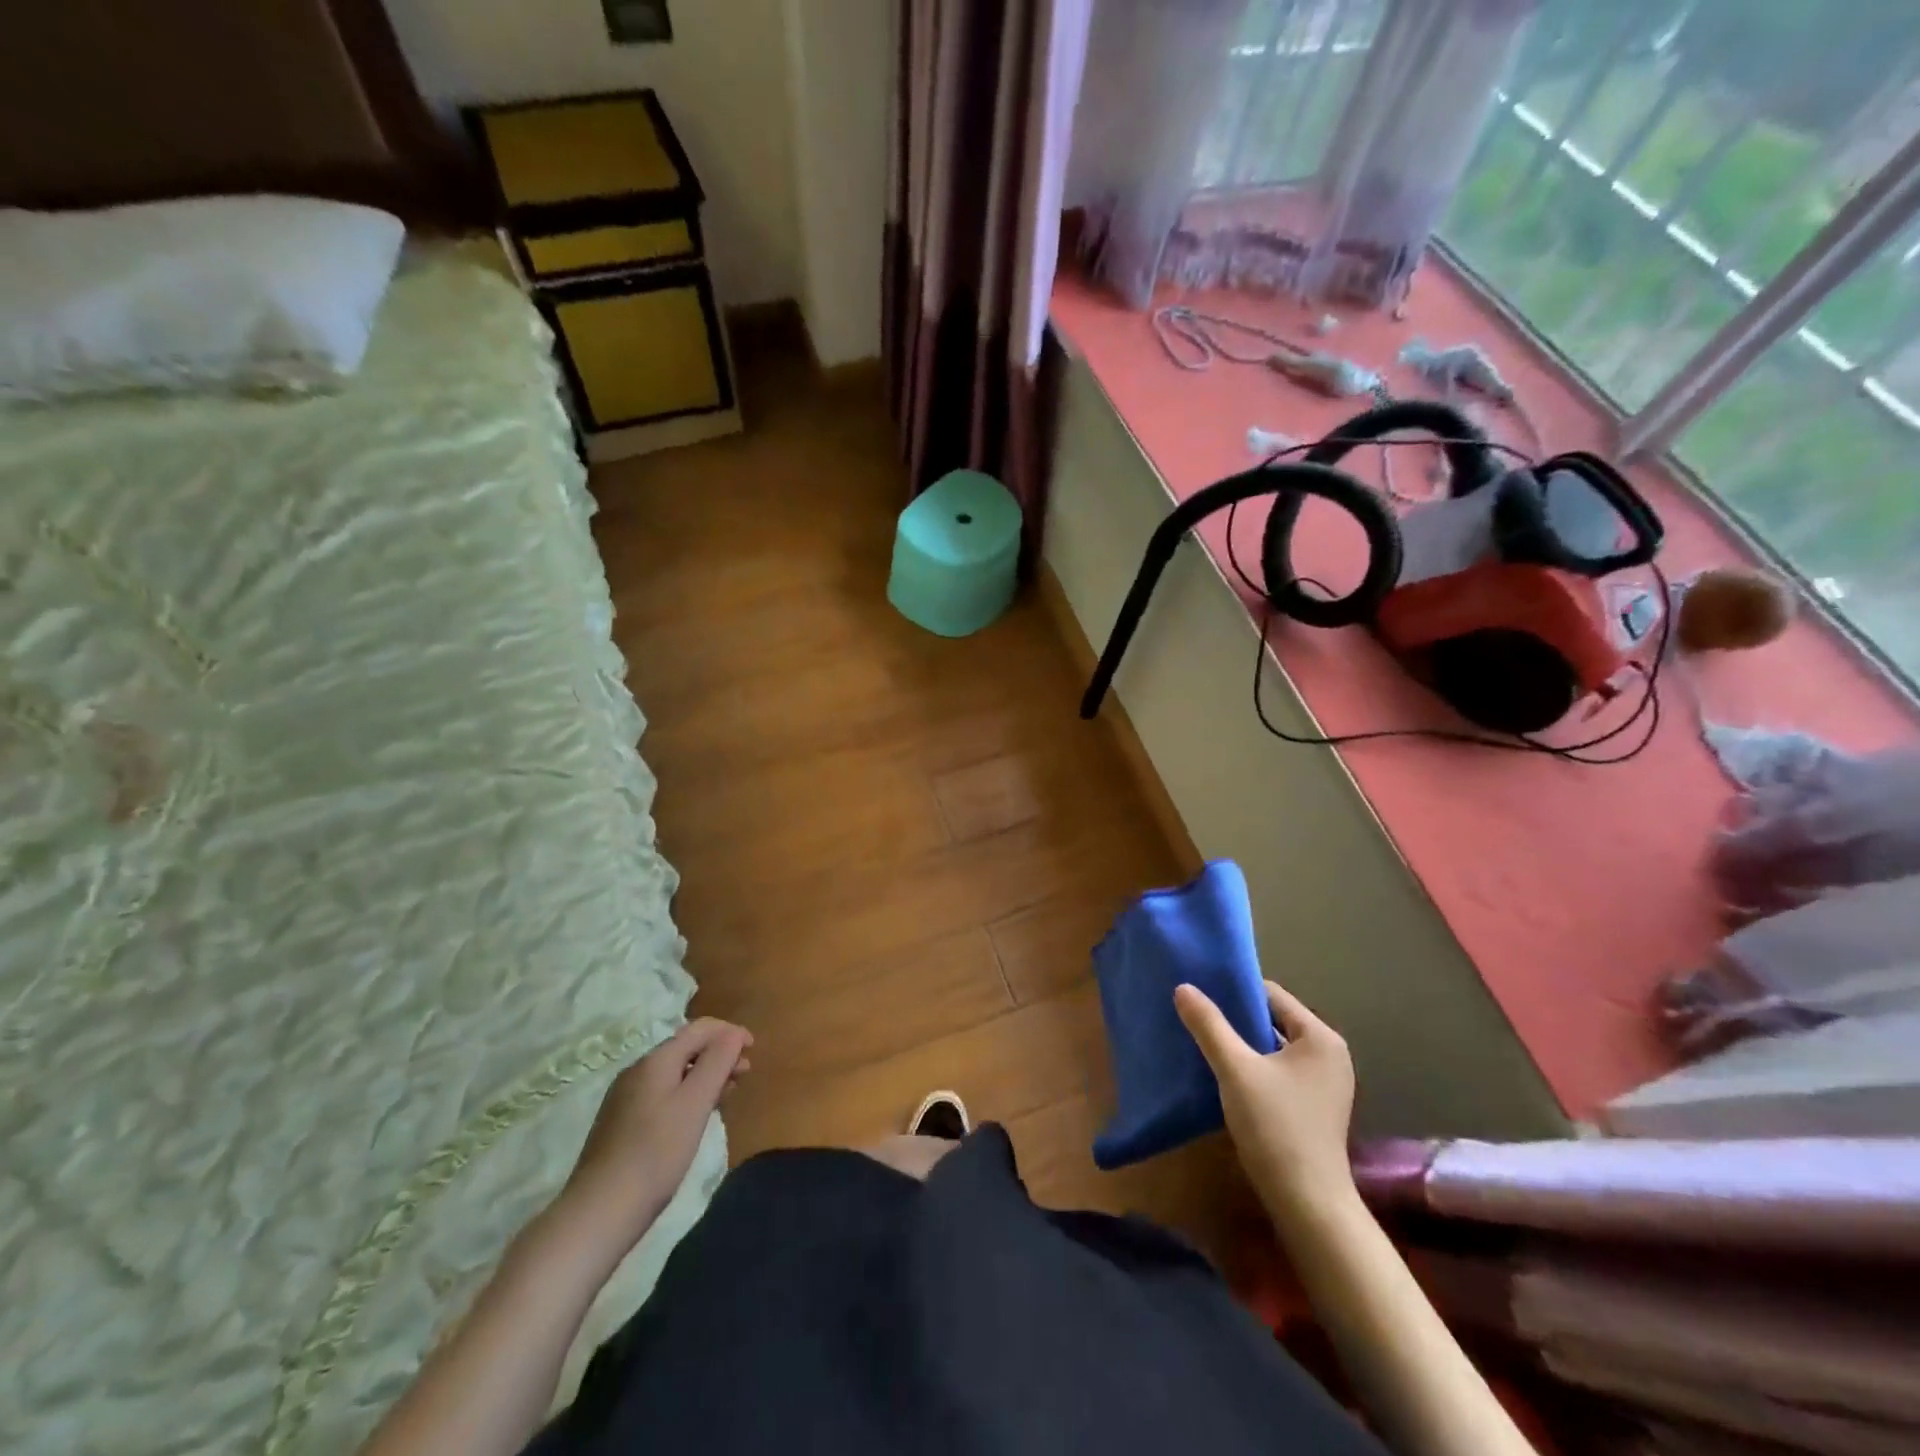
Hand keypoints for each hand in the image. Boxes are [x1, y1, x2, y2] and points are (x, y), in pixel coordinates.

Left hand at [554, 1019, 752, 1256]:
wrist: (598, 1213)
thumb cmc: (655, 1154)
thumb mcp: (695, 1104)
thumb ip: (717, 1062)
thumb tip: (733, 1033)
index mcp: (656, 1061)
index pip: (700, 1028)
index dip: (730, 1033)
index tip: (754, 1050)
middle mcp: (637, 1071)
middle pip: (687, 1048)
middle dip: (719, 1054)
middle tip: (744, 1075)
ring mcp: (625, 1098)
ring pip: (675, 1073)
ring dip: (705, 1076)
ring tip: (726, 1095)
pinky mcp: (621, 1124)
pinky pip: (663, 1094)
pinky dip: (687, 1095)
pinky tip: (695, 1118)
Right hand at [1174, 980, 1356, 1226]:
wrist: (1308, 1203)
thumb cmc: (1275, 1127)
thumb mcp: (1235, 1069)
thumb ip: (1209, 1025)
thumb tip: (1183, 987)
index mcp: (1320, 1037)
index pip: (1272, 995)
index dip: (1235, 992)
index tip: (1201, 994)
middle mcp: (1330, 1054)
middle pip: (1274, 1020)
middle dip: (1237, 1018)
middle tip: (1198, 1016)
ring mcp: (1326, 1083)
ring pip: (1275, 1047)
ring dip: (1244, 1044)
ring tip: (1206, 1041)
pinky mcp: (1316, 1106)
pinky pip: (1280, 1070)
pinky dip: (1255, 1067)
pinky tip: (1226, 1074)